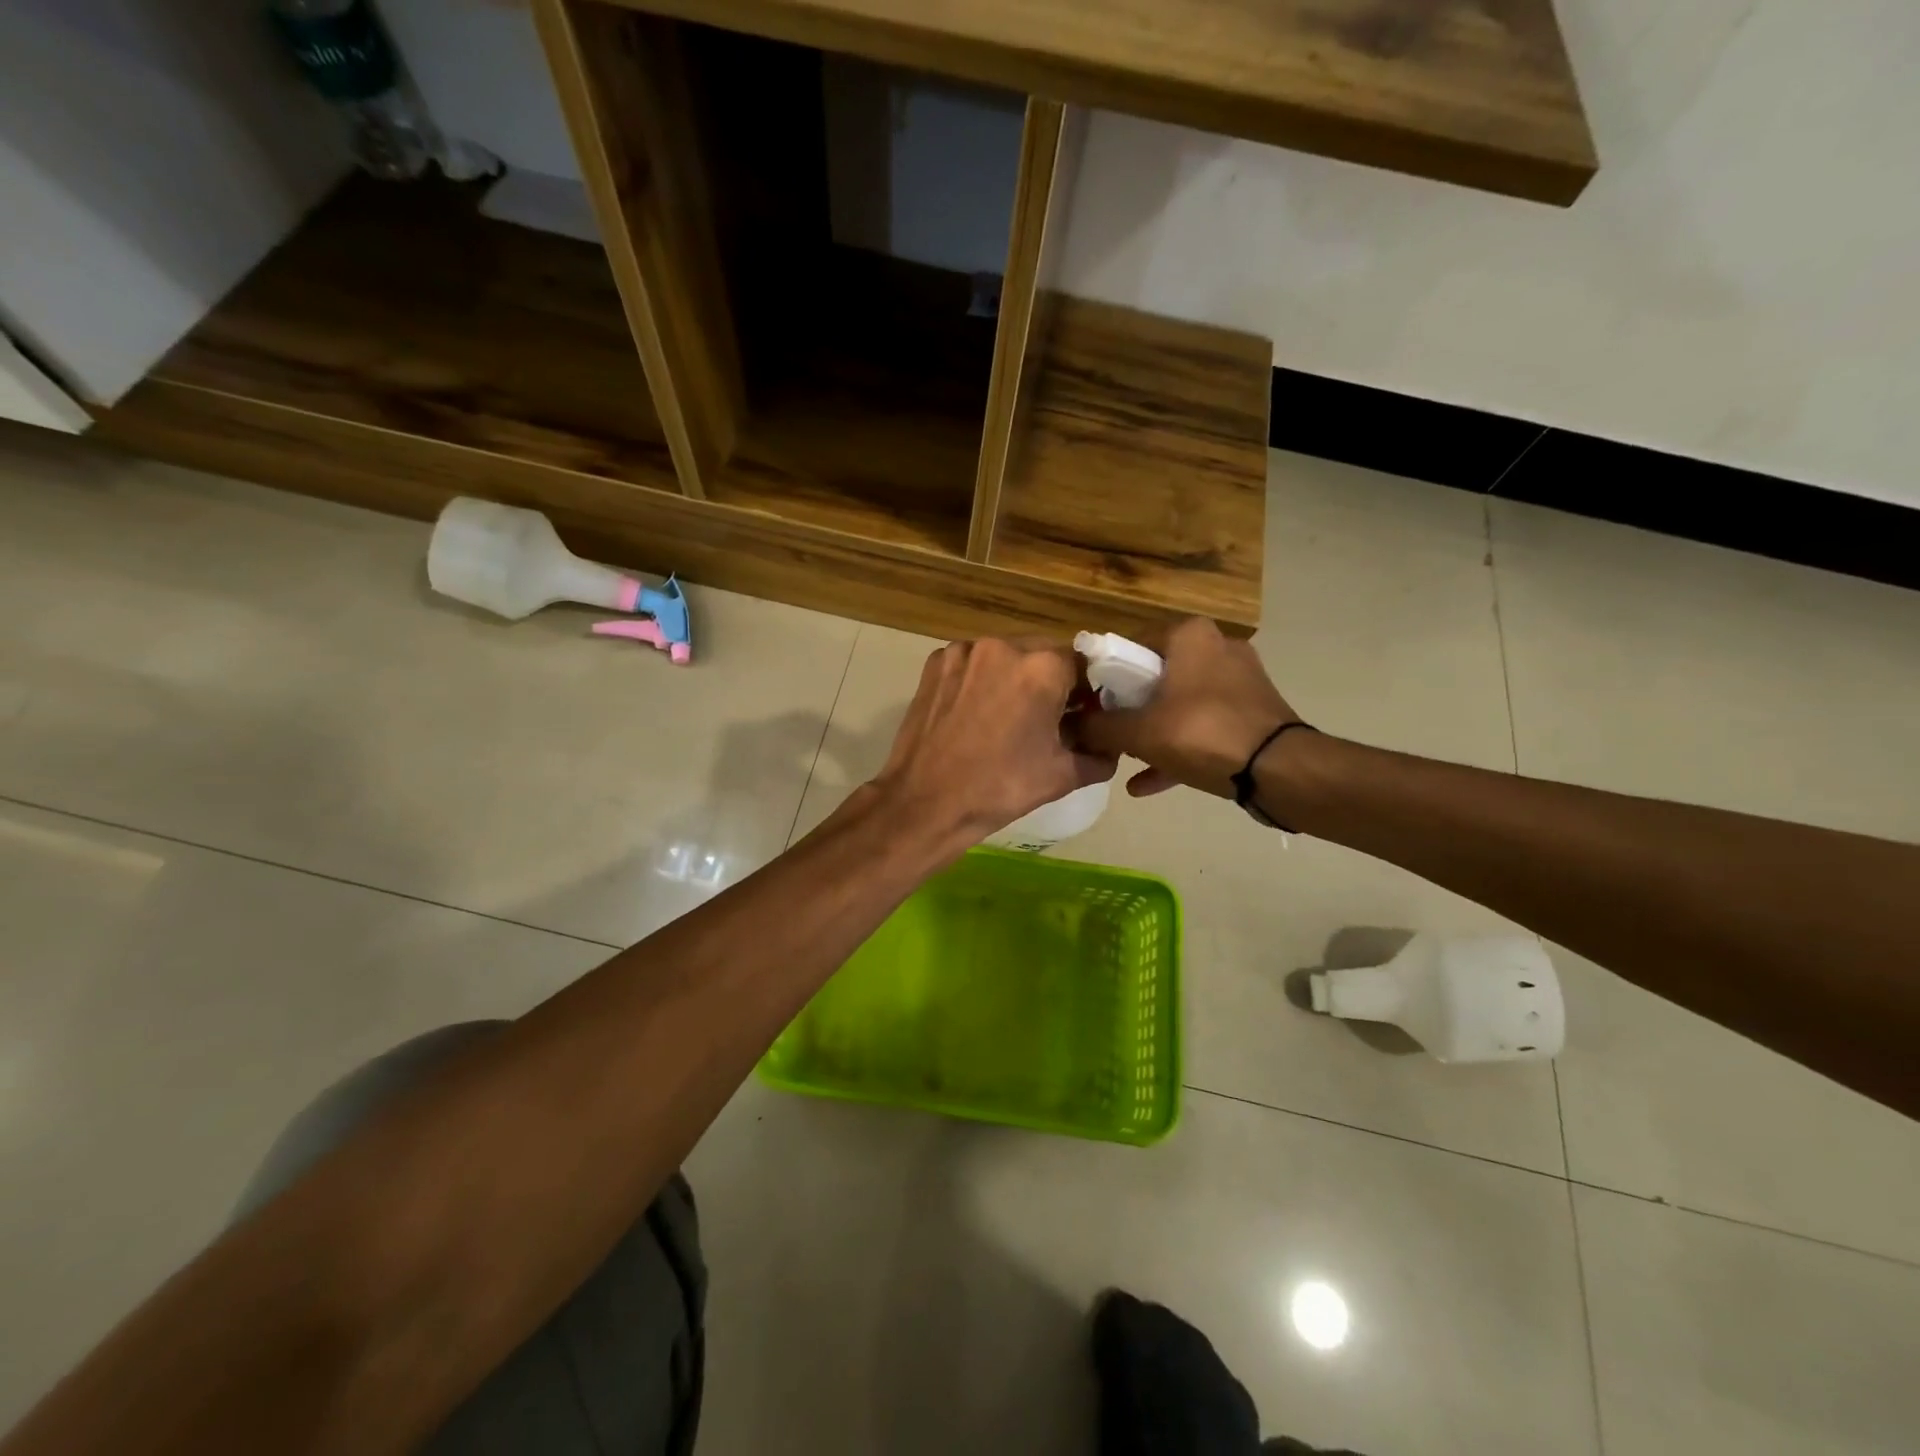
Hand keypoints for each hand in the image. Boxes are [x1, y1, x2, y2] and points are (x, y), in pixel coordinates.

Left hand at [870, 639, 1116, 848]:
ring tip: (1008, 716)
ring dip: (1014, 677)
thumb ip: (1098, 755)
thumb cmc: (999, 788)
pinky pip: (972, 663)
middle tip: (1047, 718)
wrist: (925, 802)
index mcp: (1041, 668)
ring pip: (1005, 655)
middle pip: (1042, 653)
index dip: (1085, 690)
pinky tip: (977, 712)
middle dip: (1050, 680)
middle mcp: (1003, 646)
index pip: (1081, 664)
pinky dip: (981, 679)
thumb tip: (1109, 748)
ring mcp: (963, 652)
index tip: (1081, 714)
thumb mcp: (1061, 776)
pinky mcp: (935, 664)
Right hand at [1073, 618, 1297, 797]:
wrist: (1278, 770)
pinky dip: (1177, 748)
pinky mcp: (1251, 712)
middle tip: (1107, 733)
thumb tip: (1071, 727)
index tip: (1090, 704)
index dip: (1105, 676)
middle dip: (1129, 708)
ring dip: (1151, 732)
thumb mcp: (1139, 732)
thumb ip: (1100, 727)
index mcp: (1189, 635)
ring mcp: (1238, 681)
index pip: (1131, 644)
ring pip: (1179, 703)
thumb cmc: (1202, 733)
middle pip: (1156, 676)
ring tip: (1124, 761)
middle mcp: (1216, 647)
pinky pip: (1202, 726)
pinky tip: (1146, 783)